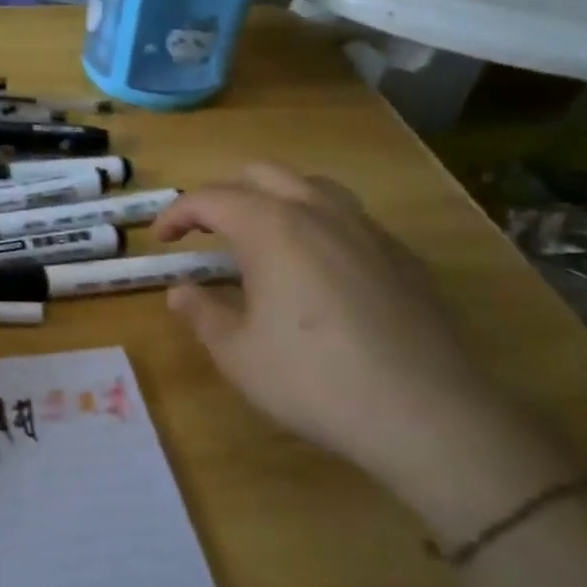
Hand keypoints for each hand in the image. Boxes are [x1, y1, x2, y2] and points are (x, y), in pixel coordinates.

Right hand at [156, 163, 578, 538]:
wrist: (427, 413)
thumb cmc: (313, 379)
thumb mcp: (238, 354)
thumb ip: (202, 313)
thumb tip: (180, 292)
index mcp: (272, 227)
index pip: (211, 198)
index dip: (177, 214)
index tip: (159, 239)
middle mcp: (320, 212)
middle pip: (262, 174)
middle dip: (224, 194)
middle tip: (204, 231)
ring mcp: (367, 230)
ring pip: (311, 187)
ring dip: (273, 200)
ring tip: (258, 239)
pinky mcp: (401, 256)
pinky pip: (347, 218)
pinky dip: (314, 224)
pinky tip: (314, 270)